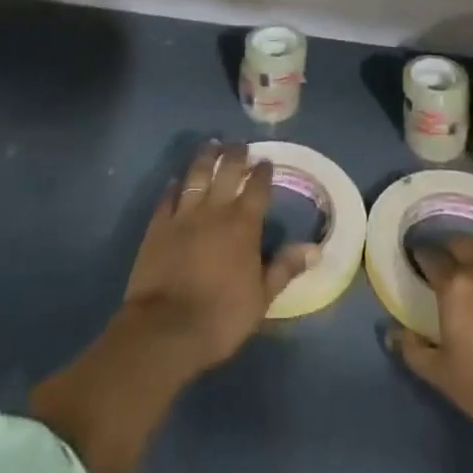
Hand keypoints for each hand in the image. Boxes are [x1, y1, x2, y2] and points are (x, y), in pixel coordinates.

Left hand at [122, 141, 318, 376]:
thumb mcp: (262, 298)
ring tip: (211, 144)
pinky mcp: (158, 225)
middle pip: (226, 171)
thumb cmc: (221, 316)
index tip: (266, 161)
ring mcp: (184, 214)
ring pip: (196, 175)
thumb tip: (315, 248)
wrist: (165, 329)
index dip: (263, 172)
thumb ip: (285, 267)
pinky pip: (167, 197)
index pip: (257, 188)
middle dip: (235, 154)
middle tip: (239, 143)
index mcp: (243, 224)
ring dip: (205, 157)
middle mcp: (215, 210)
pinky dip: (173, 186)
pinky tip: (175, 179)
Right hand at [386, 234, 472, 430]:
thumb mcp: (439, 372)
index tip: (416, 261)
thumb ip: (411, 348)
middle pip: (460, 242)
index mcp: (455, 284)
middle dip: (447, 247)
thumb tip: (390, 332)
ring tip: (469, 266)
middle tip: (441, 262)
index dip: (420, 256)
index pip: (431, 255)